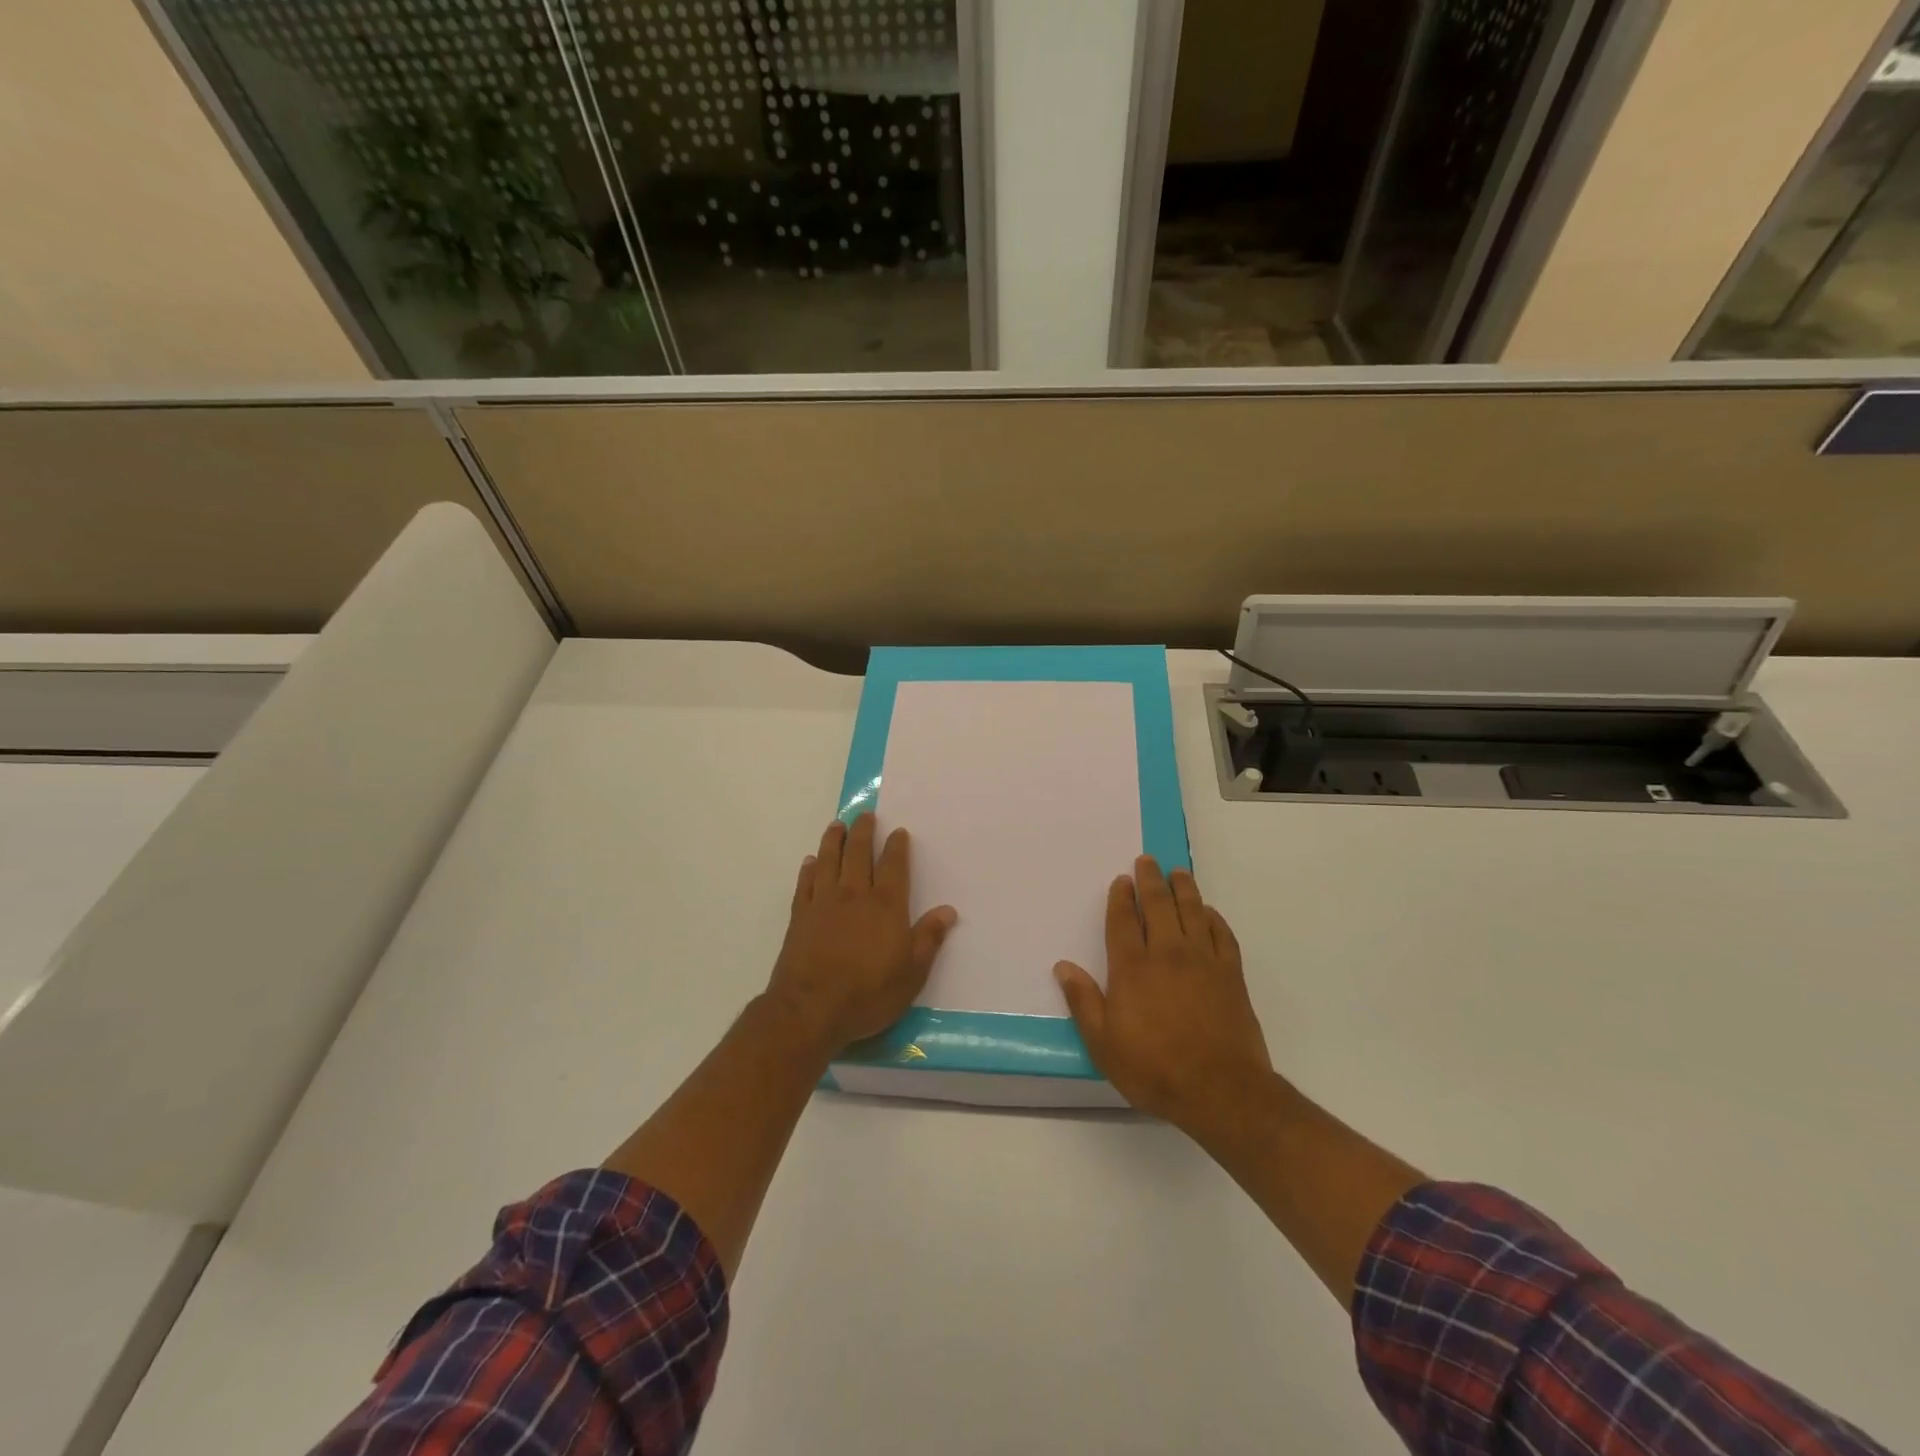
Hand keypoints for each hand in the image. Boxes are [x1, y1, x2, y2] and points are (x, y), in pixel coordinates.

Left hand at [764, 814, 957, 1058]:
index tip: (898, 831)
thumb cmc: (868, 994)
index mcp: (885, 905)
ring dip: (834, 840)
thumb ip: (929, 939)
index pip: (893, 866)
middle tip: (866, 815)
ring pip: (829, 861)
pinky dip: (809, 869)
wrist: (810, 1009)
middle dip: (864, 832)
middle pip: (859, 854)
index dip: (897, 847)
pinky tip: (810, 861)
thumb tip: (948, 910)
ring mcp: (824, 903)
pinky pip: (805, 884)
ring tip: (837, 825)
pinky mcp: (800, 916)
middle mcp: (854, 895)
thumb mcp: (911, 973)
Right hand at [1054, 858, 1271, 1130]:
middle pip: (1158, 906)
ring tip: (1178, 873)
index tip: (1122, 880)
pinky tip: (1209, 912)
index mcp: (1132, 968)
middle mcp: (1167, 954)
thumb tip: (1063, 966)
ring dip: (1183, 889)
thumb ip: (1083, 1001)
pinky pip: (1222, 935)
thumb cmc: (1154, 1069)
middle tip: (1147, 861)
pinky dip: (1214, 918)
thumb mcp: (1103, 1044)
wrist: (1220, 1090)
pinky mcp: (1231, 975)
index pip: (1123, 921)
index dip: (1121, 898)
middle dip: (1151, 880)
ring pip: (1192, 912)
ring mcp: (1203, 961)